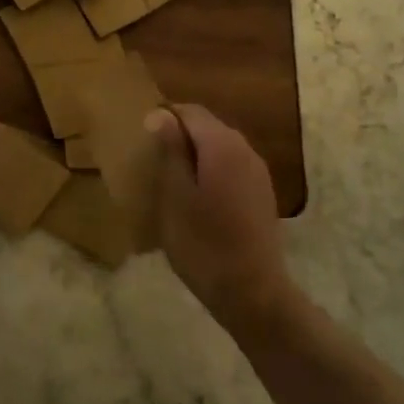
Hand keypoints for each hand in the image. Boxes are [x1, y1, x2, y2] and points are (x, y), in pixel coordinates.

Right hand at [147, 105, 294, 336]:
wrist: (252, 293)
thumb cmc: (203, 244)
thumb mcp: (175, 196)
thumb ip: (171, 150)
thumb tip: (161, 115)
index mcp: (222, 144)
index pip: (190, 111)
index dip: (164, 117)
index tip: (141, 139)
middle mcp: (245, 149)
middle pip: (206, 126)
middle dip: (179, 136)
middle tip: (152, 161)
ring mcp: (258, 172)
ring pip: (219, 148)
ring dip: (194, 155)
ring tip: (170, 181)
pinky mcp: (261, 193)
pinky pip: (230, 167)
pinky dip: (210, 172)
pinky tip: (196, 199)